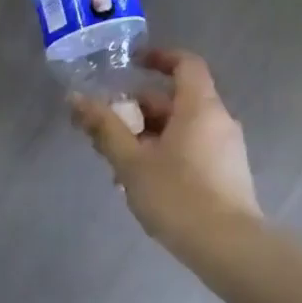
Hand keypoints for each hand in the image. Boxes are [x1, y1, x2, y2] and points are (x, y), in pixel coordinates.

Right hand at [69, 49, 261, 247]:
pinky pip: (190, 151)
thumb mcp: (131, 162)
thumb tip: (76, 99)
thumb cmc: (176, 195)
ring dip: (146, 137)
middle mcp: (218, 120)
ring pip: (180, 130)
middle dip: (138, 110)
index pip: (185, 64)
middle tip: (105, 128)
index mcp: (199, 108)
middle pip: (176, 101)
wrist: (225, 244)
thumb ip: (104, 128)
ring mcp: (225, 149)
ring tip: (116, 164)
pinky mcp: (225, 174)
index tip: (131, 64)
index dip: (158, 57)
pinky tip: (141, 183)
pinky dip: (164, 154)